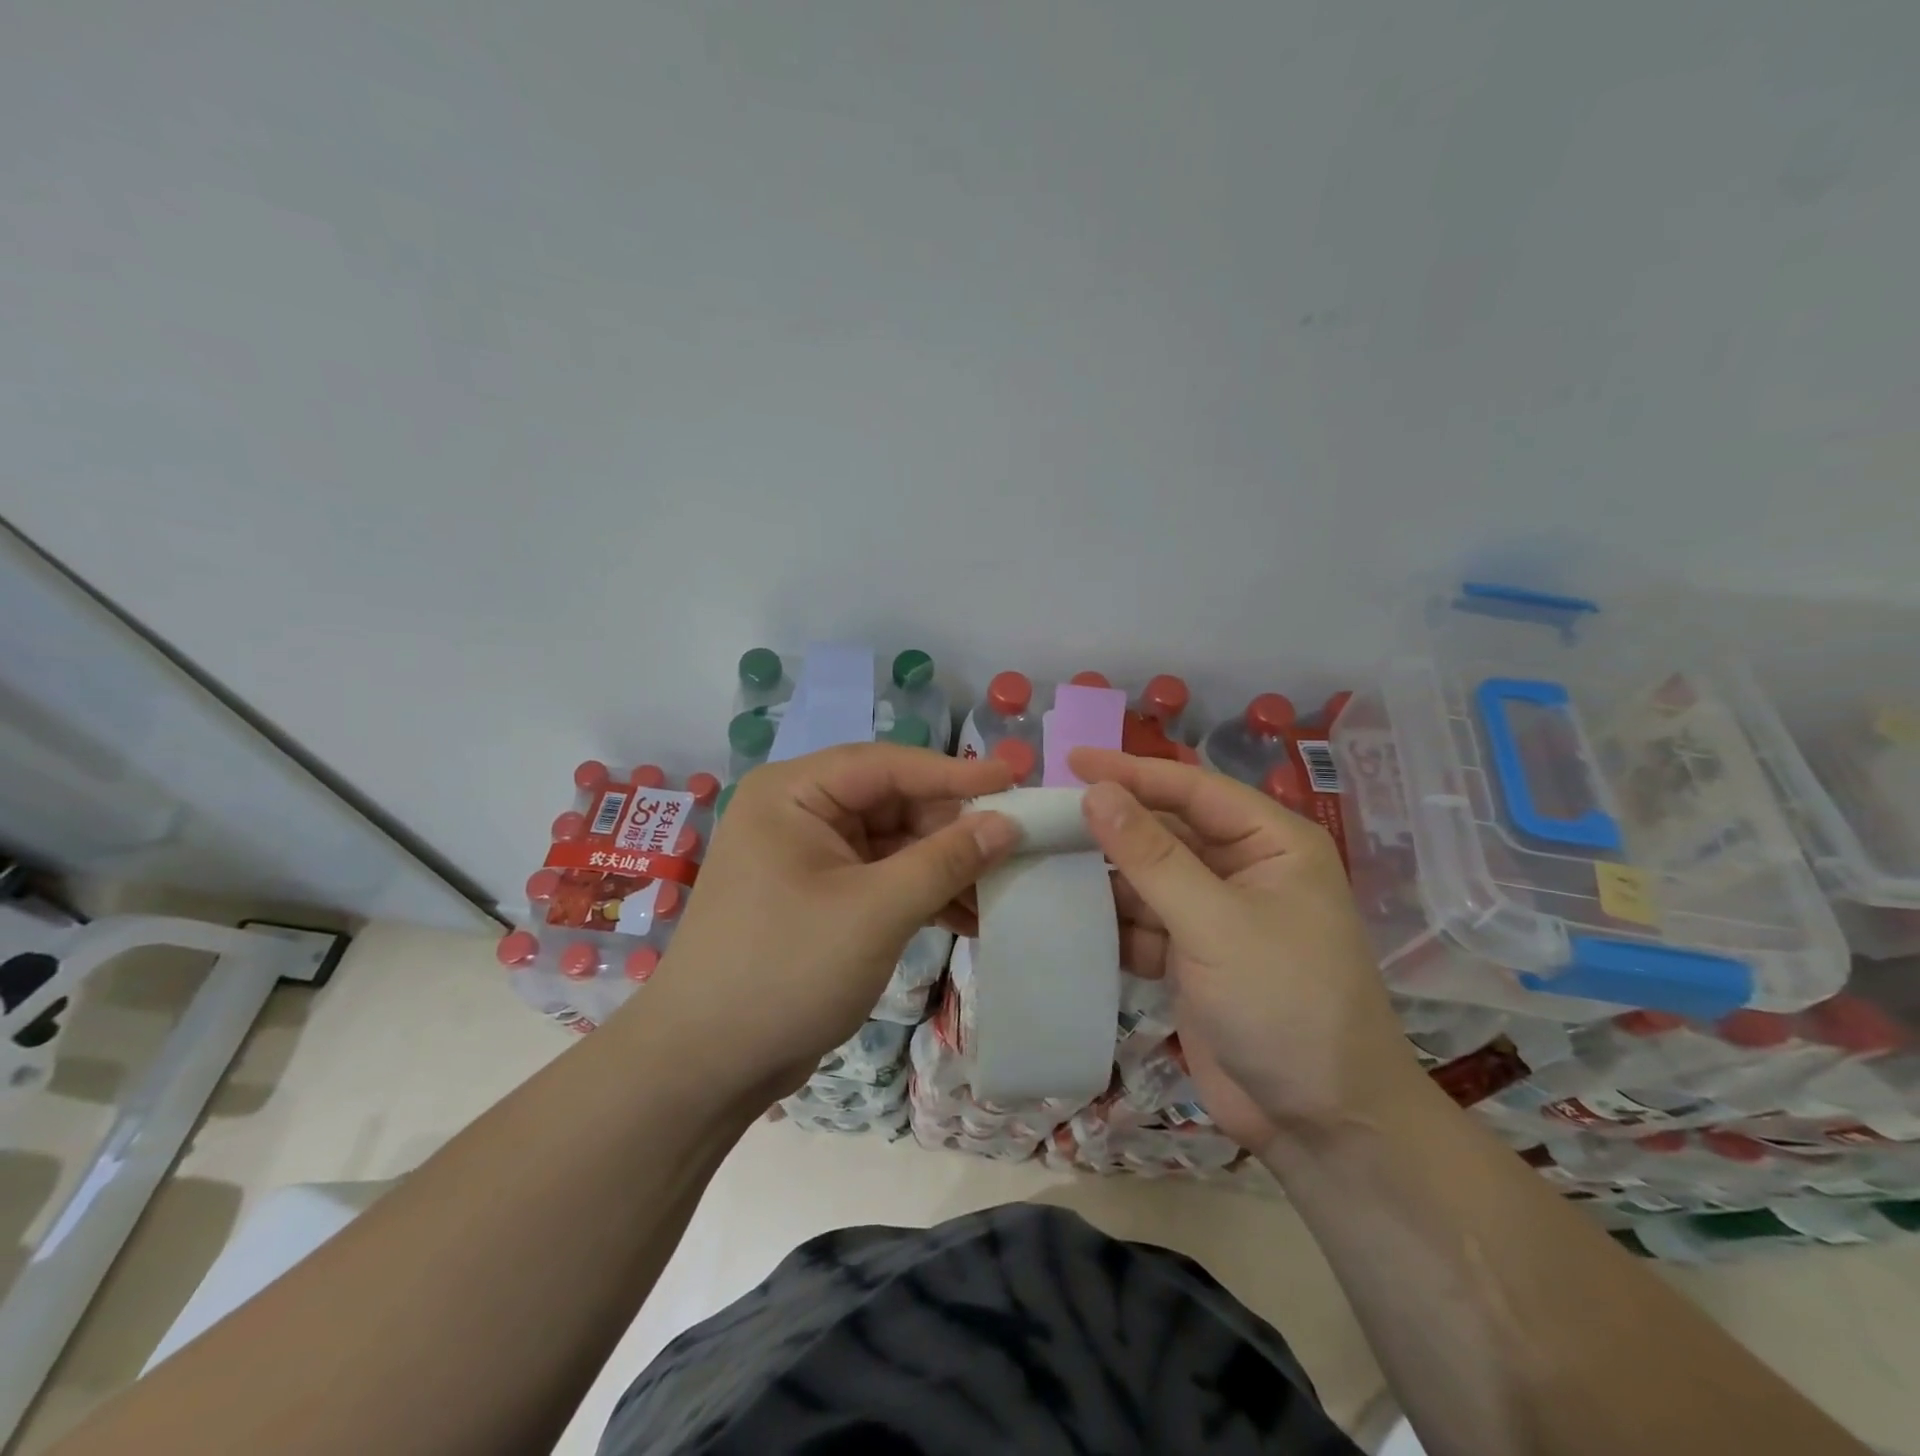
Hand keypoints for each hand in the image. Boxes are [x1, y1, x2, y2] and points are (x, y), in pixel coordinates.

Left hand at [635, 744, 1018, 1095]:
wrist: (706, 1066)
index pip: (887, 765)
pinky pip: (882, 878)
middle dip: (952, 829)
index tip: (1015, 779)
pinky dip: (922, 893)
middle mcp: (798, 813)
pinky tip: (968, 917)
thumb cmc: (785, 971)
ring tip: (1002, 888)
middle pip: (893, 803)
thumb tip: (1007, 823)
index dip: (954, 772)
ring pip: (894, 843)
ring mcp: (808, 857)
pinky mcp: (820, 897)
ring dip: (944, 866)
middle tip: (1016, 846)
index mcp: (793, 793)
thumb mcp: (875, 911)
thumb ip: (945, 860)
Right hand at [1069, 747, 1420, 1152]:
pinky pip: (1141, 923)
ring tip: (1039, 859)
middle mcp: (1243, 869)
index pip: (1192, 789)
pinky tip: (1063, 914)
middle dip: (1111, 824)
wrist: (1322, 1125)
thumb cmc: (1285, 1004)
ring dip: (1101, 875)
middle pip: (1165, 830)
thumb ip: (1152, 855)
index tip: (1070, 760)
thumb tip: (1096, 792)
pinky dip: (1109, 921)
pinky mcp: (1191, 958)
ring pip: (1147, 878)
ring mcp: (1215, 916)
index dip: (1131, 772)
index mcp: (1271, 843)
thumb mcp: (1215, 923)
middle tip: (1044, 813)